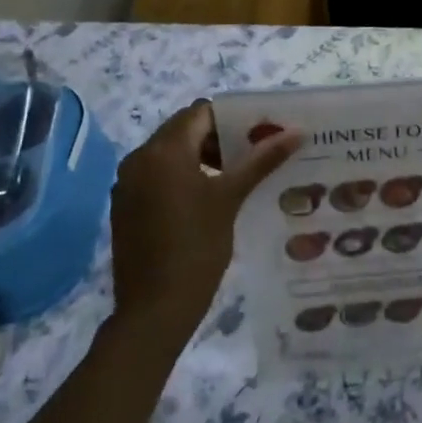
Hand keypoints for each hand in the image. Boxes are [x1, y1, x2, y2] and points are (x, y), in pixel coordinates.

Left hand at [110, 101, 300, 330]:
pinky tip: (208, 199)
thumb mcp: (231, 198)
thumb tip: (296, 131)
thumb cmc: (197, 247)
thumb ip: (261, 160)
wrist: (154, 310)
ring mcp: (127, 184)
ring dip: (202, 157)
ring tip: (237, 176)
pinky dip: (183, 177)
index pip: (200, 113)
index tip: (260, 134)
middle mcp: (139, 159)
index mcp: (163, 151)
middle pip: (184, 130)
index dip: (232, 118)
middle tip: (254, 154)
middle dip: (219, 138)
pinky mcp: (126, 206)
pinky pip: (157, 176)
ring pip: (170, 154)